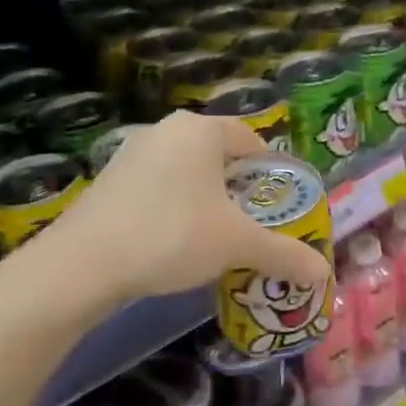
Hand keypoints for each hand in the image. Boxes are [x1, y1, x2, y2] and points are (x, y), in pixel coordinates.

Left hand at [3, 113, 333, 311]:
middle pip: (220, 156)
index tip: (283, 205)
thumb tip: (324, 274)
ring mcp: (132, 154)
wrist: (81, 265)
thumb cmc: (171, 236)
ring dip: (208, 200)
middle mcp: (165, 131)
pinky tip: (176, 243)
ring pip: (188, 173)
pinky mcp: (109, 181)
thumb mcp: (237, 245)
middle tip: (256, 224)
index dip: (274, 172)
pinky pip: (159, 188)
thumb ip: (284, 254)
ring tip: (219, 237)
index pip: (252, 140)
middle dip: (241, 189)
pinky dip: (176, 209)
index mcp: (201, 130)